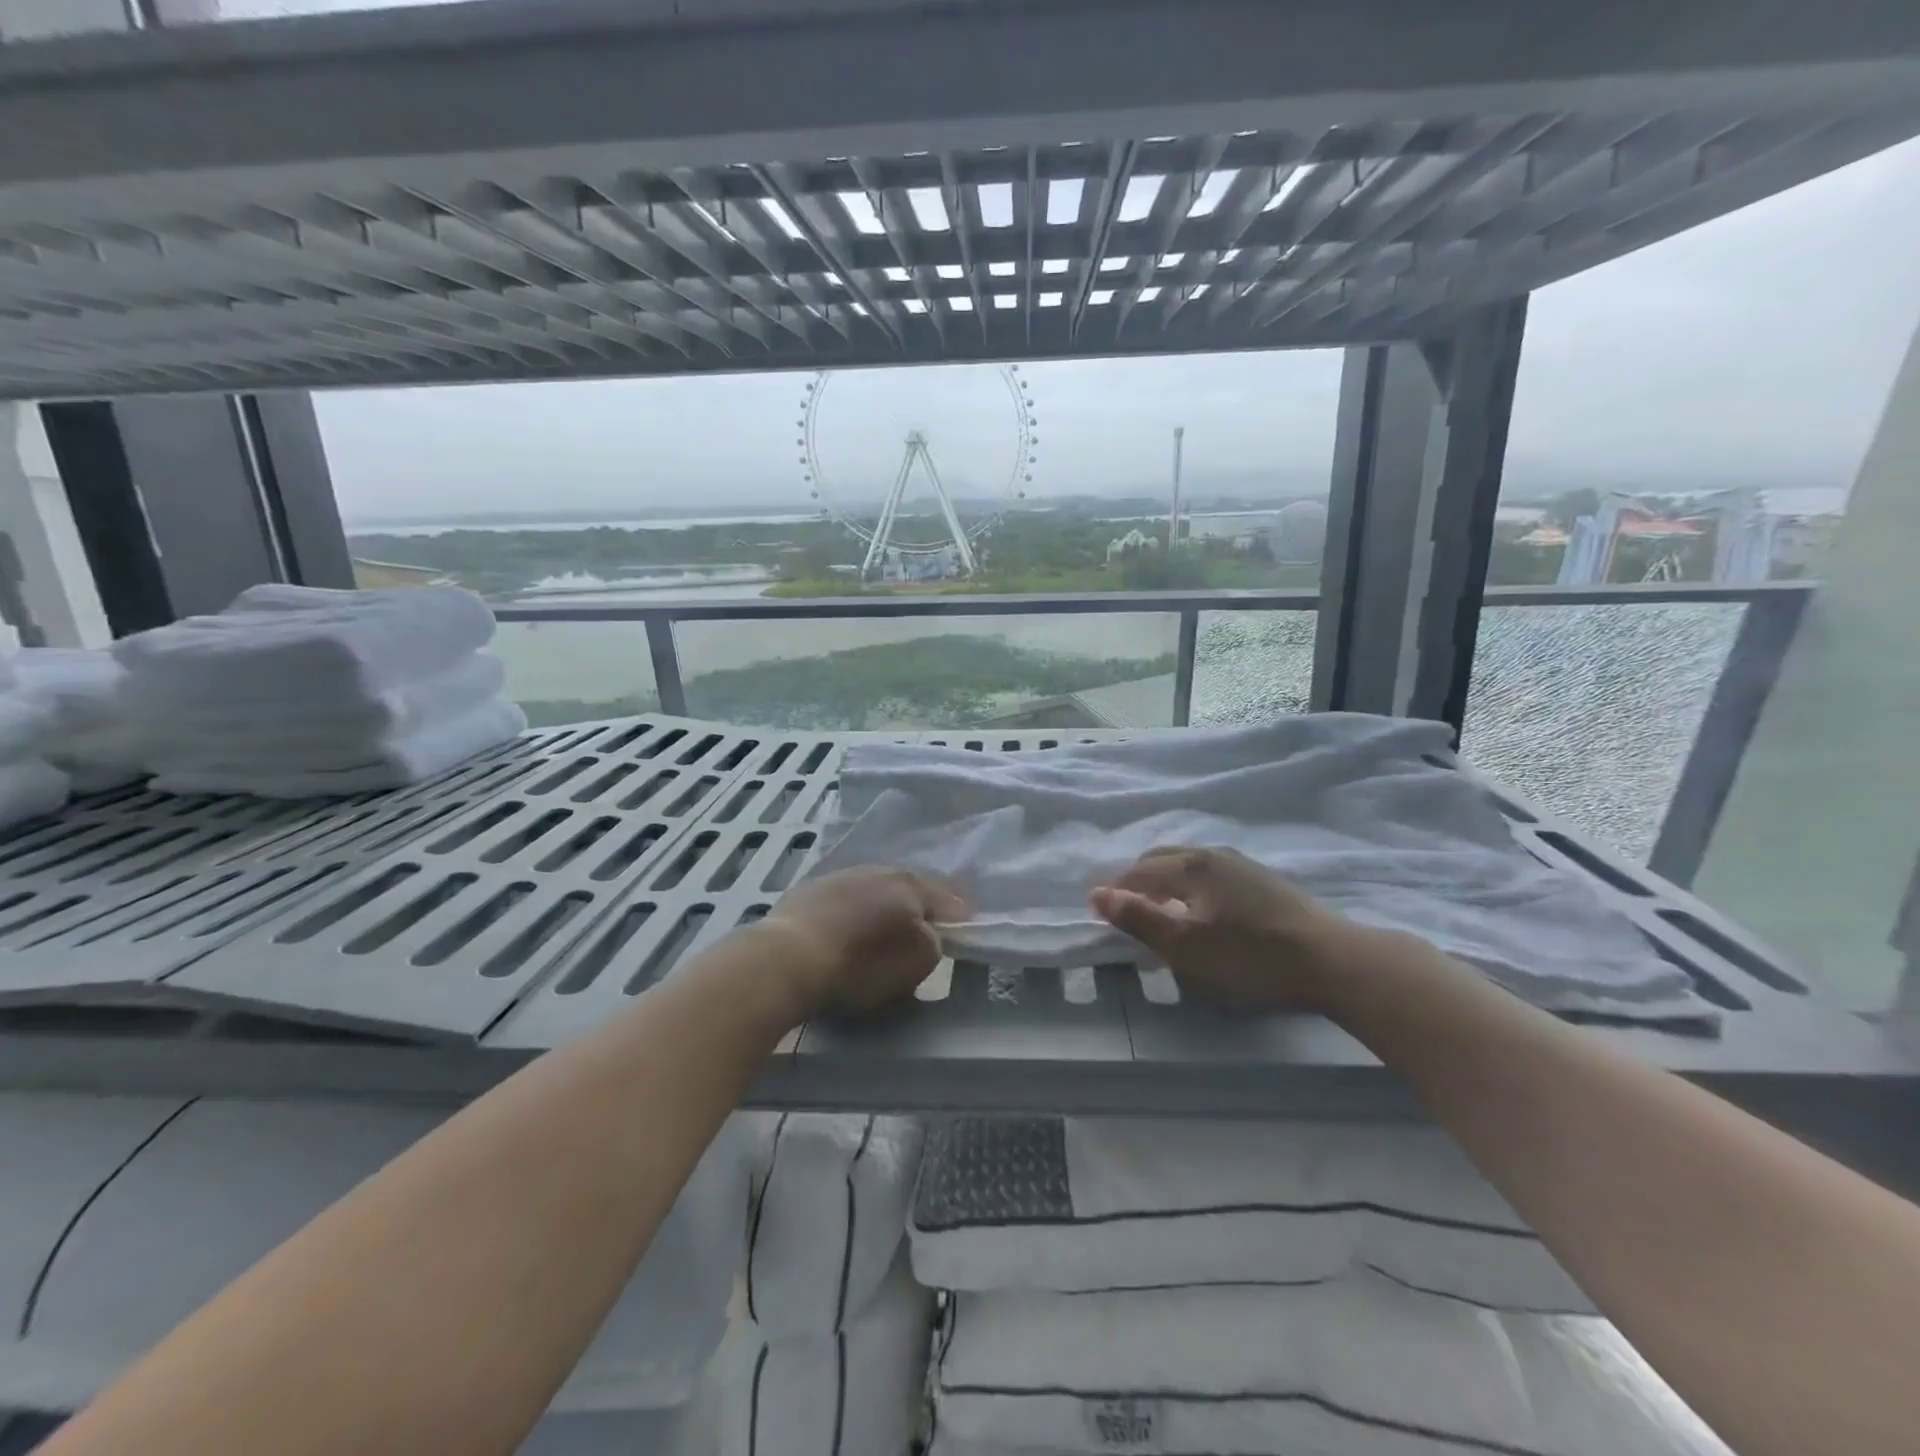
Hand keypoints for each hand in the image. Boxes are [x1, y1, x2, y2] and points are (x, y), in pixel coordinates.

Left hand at [764, 866, 967, 1017]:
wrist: (787, 958)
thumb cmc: (861, 963)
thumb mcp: (917, 961)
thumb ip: (933, 941)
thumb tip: (928, 931)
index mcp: (909, 885)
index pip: (944, 895)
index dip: (957, 910)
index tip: (966, 920)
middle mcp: (877, 870)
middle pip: (907, 886)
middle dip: (918, 903)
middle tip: (926, 921)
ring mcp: (839, 876)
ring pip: (873, 888)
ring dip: (882, 904)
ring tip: (883, 925)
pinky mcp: (807, 891)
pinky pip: (843, 899)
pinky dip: (852, 911)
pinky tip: (846, 927)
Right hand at [1090, 846, 1372, 1012]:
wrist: (1330, 959)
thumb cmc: (1248, 955)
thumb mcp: (1184, 945)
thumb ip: (1139, 918)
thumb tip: (1096, 894)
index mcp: (1190, 865)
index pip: (1138, 871)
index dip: (1116, 890)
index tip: (1098, 910)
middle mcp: (1213, 855)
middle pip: (1162, 859)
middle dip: (1138, 879)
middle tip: (1125, 906)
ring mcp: (1242, 865)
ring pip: (1189, 864)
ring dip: (1165, 880)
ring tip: (1160, 907)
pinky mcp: (1264, 881)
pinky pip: (1211, 874)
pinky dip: (1190, 885)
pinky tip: (1202, 908)